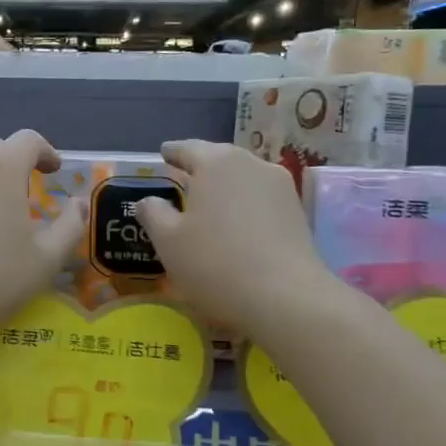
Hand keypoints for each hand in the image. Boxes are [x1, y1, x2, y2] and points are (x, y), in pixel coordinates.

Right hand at [134, 140, 336, 336]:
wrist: (285, 297)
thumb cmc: (215, 262)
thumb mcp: (168, 241)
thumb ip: (153, 213)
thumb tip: (148, 201)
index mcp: (215, 162)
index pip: (187, 148)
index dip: (172, 152)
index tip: (162, 155)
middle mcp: (250, 164)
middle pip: (219, 158)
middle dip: (200, 166)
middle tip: (182, 178)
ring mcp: (280, 186)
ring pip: (243, 177)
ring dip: (224, 185)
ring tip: (208, 202)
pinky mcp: (296, 211)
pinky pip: (260, 198)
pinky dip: (244, 203)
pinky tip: (235, 222)